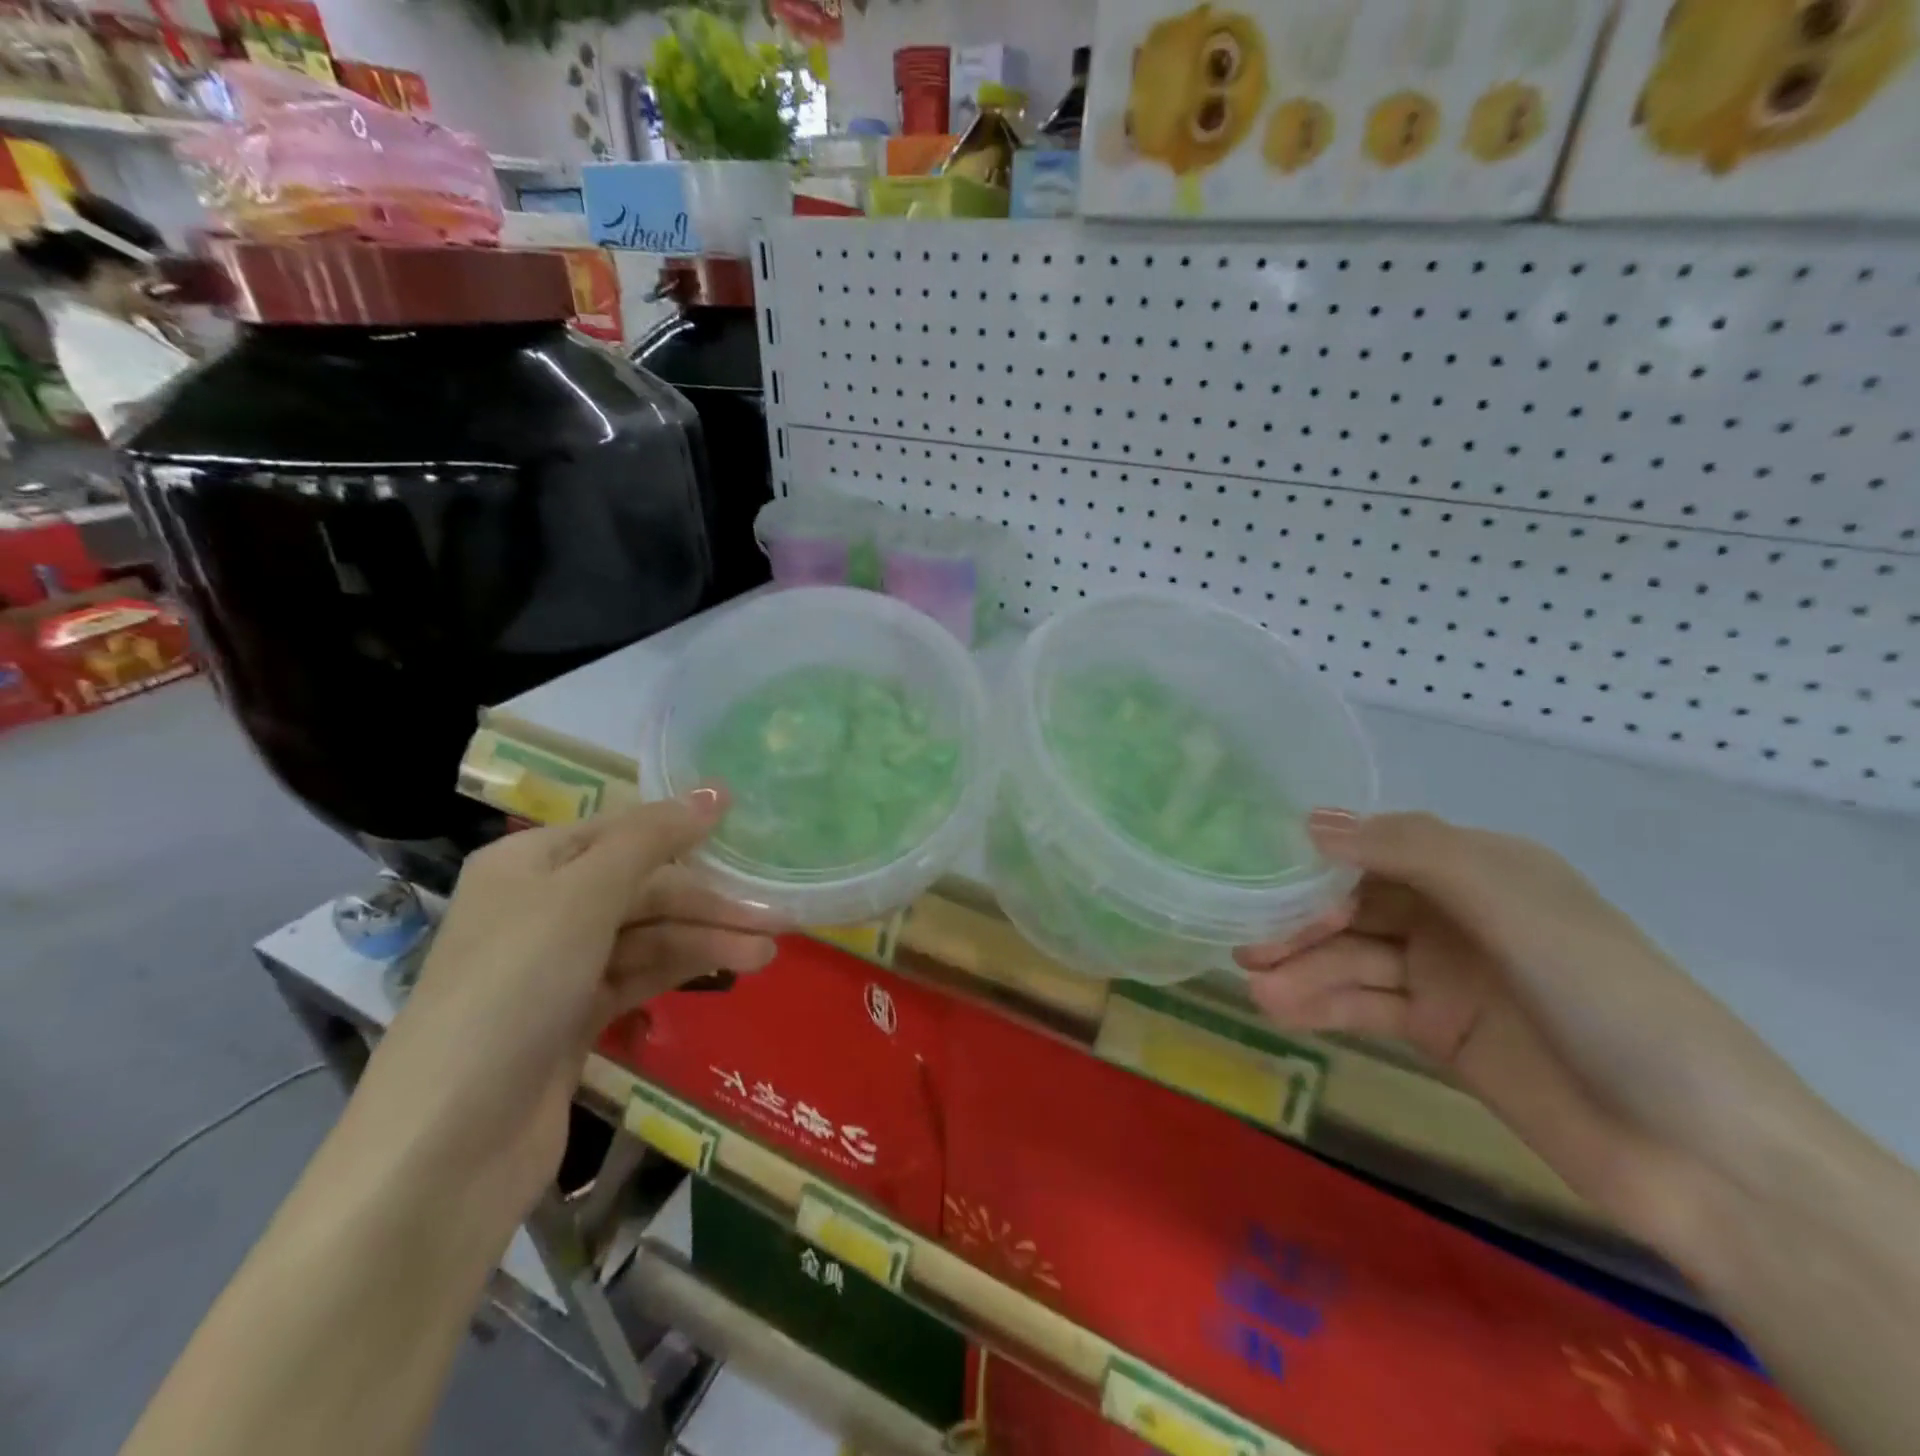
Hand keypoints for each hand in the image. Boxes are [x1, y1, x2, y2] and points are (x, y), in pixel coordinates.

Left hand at [349, 789, 785, 1233]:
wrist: (445, 1149)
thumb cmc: (512, 991)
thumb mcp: (583, 897)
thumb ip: (652, 840)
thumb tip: (715, 792)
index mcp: (530, 863)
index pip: (624, 830)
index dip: (685, 827)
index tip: (750, 829)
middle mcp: (542, 906)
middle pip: (642, 887)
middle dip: (707, 900)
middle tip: (776, 914)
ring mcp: (557, 966)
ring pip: (647, 935)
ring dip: (706, 939)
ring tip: (767, 952)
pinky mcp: (573, 1017)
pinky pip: (640, 975)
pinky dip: (683, 969)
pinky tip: (731, 970)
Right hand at [1235, 809, 1791, 1251]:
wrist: (1699, 1154)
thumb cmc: (1607, 998)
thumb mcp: (1515, 905)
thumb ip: (1412, 854)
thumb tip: (1312, 823)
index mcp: (1482, 869)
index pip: (1380, 849)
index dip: (1322, 861)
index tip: (1264, 875)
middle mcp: (1456, 915)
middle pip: (1356, 906)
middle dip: (1301, 921)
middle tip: (1246, 941)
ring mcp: (1444, 976)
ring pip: (1354, 958)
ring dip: (1303, 969)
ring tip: (1255, 986)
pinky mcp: (1437, 1032)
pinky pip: (1366, 1005)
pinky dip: (1322, 1005)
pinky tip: (1280, 1009)